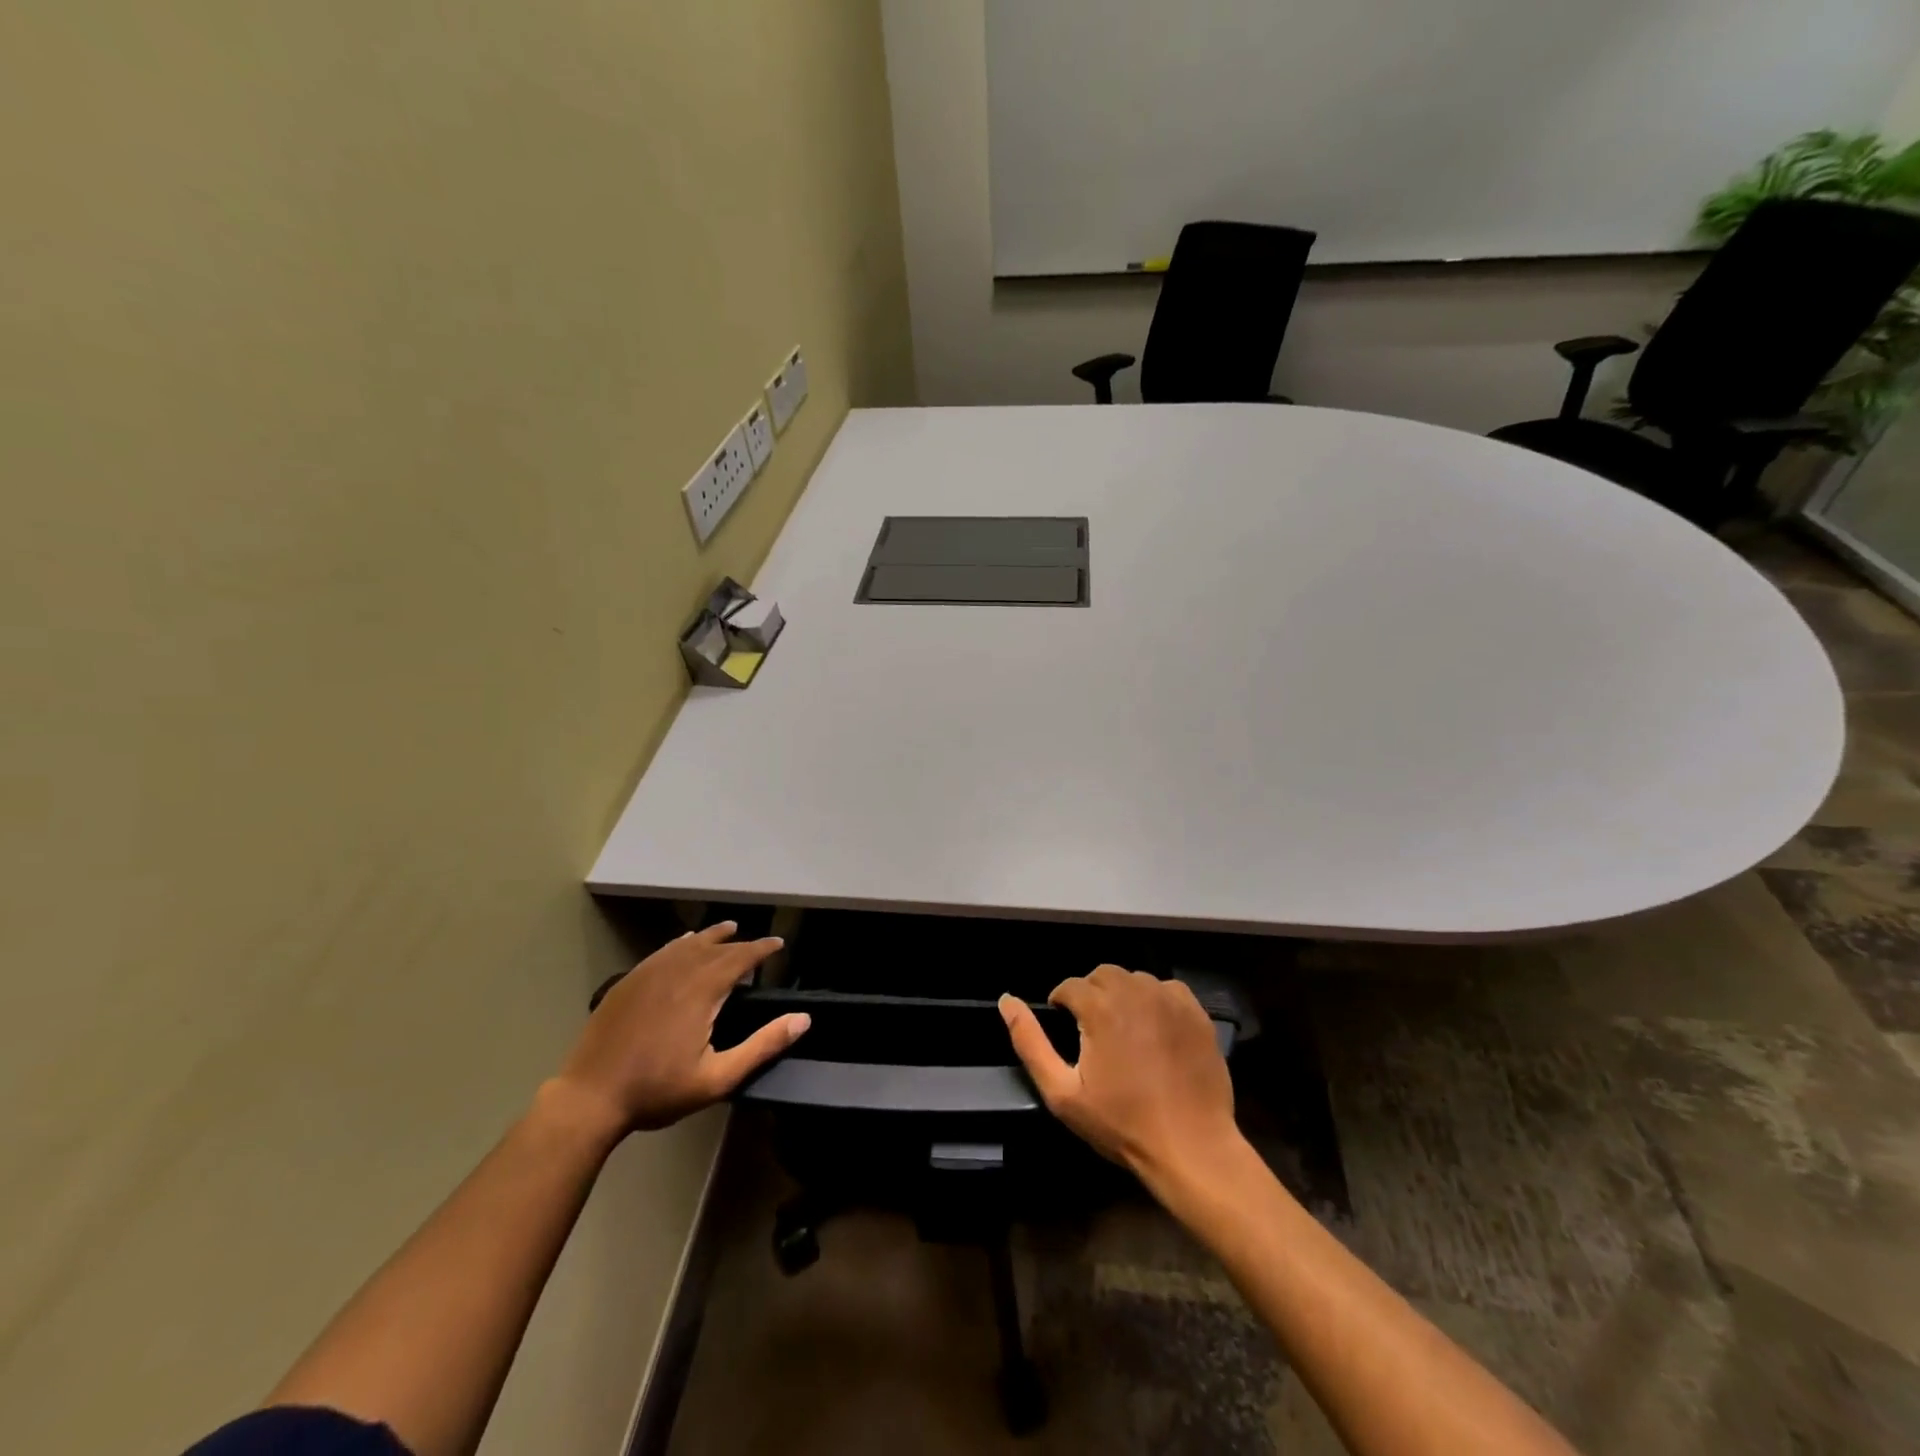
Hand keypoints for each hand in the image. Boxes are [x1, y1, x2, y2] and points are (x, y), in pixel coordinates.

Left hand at [555, 923, 808, 1136]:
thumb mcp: (717, 1077)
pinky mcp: (628, 982)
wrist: (589, 1098)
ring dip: (711, 936)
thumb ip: (762, 1046)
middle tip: (757, 945)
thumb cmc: (657, 1090)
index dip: (762, 949)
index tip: (779, 944)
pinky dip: (681, 944)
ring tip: (727, 928)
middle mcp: (677, 972)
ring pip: (688, 944)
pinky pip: (662, 952)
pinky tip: (683, 944)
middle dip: (740, 943)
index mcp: (702, 991)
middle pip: (716, 947)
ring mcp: (648, 974)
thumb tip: (803, 1019)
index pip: (740, 957)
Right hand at [999, 966, 1240, 1188]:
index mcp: (1100, 1007)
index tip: (1064, 1025)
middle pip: (1102, 975)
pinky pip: (1166, 989)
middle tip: (1091, 1029)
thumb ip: (1030, 1042)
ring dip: (1122, 995)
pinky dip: (1155, 1000)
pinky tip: (1154, 1029)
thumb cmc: (1122, 1123)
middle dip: (1090, 994)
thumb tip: (1006, 1001)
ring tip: (1122, 1029)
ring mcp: (1169, 999)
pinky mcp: (1196, 1012)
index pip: (1069, 986)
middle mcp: (1135, 991)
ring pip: (1134, 978)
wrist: (1191, 1147)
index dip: (1061, 1003)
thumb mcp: (1062, 1093)